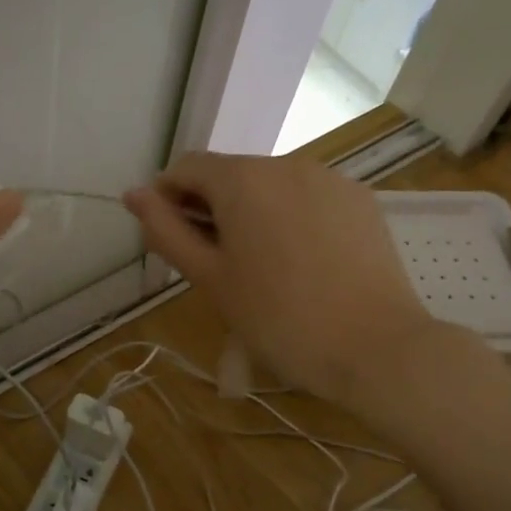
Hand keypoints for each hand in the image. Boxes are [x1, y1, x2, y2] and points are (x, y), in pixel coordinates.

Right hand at [124, 154, 437, 405]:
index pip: (187, 167)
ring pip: (271, 186)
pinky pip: (308, 198)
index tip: (169, 239)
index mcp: (242, 179)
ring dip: (251, 214)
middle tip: (213, 265)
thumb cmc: (278, 318)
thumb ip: (167, 231)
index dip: (168, 198)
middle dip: (211, 209)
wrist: (376, 347)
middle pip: (231, 174)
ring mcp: (329, 178)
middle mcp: (286, 163)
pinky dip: (290, 218)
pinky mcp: (360, 199)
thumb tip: (134, 194)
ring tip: (260, 269)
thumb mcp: (210, 279)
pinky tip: (301, 263)